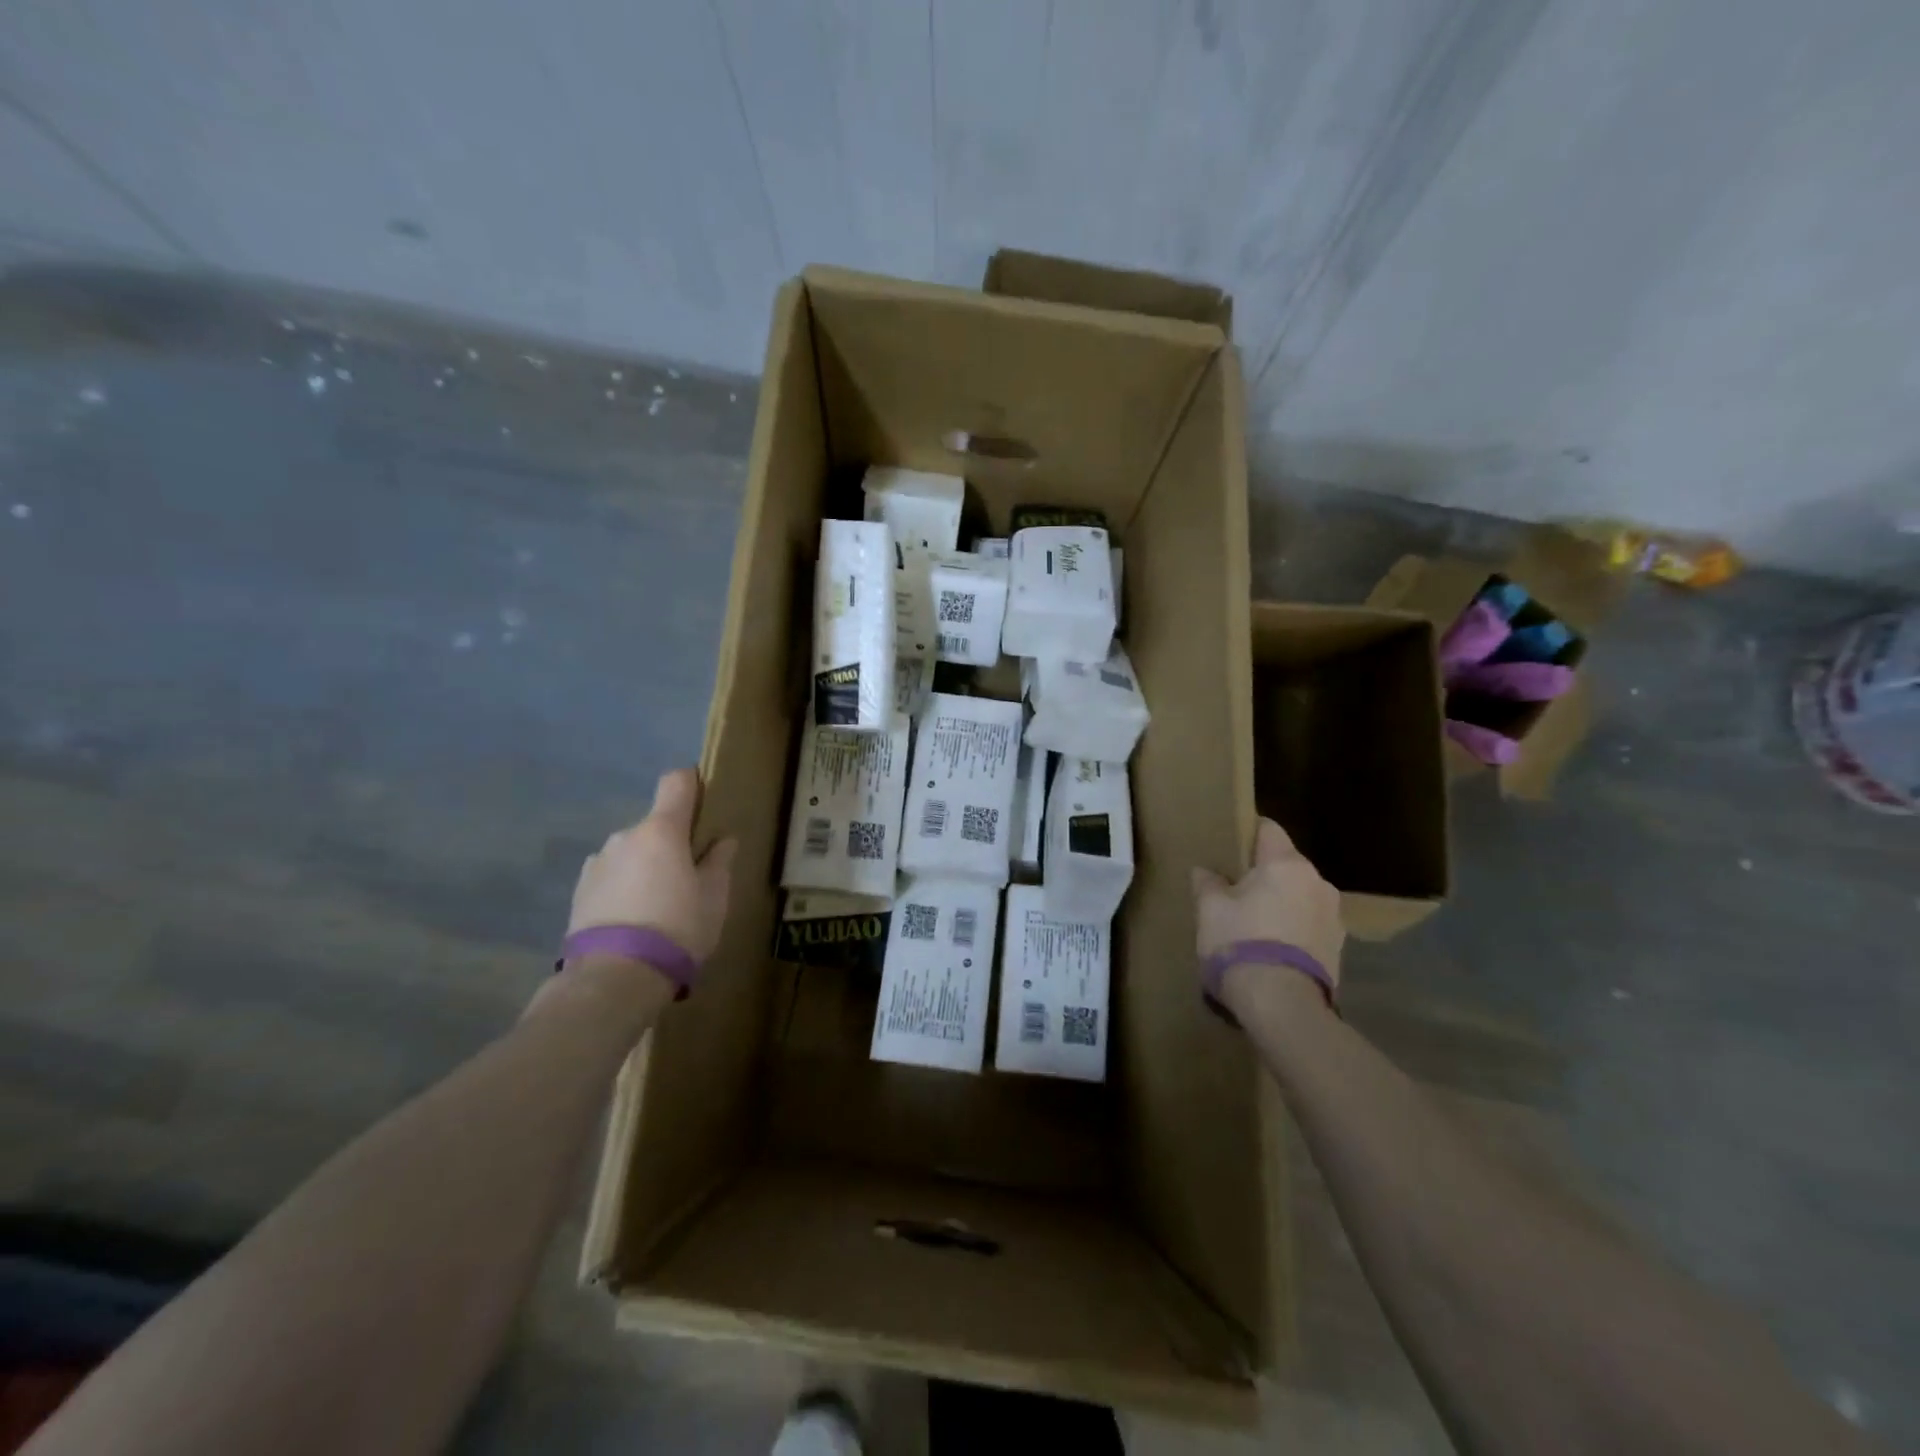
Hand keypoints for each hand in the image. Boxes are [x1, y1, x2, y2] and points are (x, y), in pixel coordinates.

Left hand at [568, 768, 737, 963]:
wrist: (615, 977)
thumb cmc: (677, 927)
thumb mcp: (714, 897)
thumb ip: (719, 862)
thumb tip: (723, 840)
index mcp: (661, 830)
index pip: (676, 782)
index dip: (692, 785)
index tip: (705, 803)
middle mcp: (624, 836)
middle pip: (655, 825)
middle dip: (672, 842)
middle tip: (689, 876)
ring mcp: (596, 863)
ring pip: (631, 852)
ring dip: (646, 866)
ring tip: (658, 905)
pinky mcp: (579, 892)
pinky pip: (611, 877)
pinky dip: (625, 887)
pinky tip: (634, 920)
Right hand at [1190, 817, 1344, 1022]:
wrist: (1282, 1004)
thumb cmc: (1240, 943)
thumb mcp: (1209, 909)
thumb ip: (1207, 883)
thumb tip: (1205, 871)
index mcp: (1287, 864)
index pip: (1269, 829)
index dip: (1248, 833)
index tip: (1229, 848)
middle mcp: (1318, 882)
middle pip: (1286, 865)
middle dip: (1264, 874)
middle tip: (1235, 891)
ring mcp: (1335, 916)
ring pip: (1300, 896)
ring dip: (1281, 903)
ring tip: (1254, 926)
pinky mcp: (1339, 948)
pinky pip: (1310, 925)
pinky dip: (1293, 930)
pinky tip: (1272, 949)